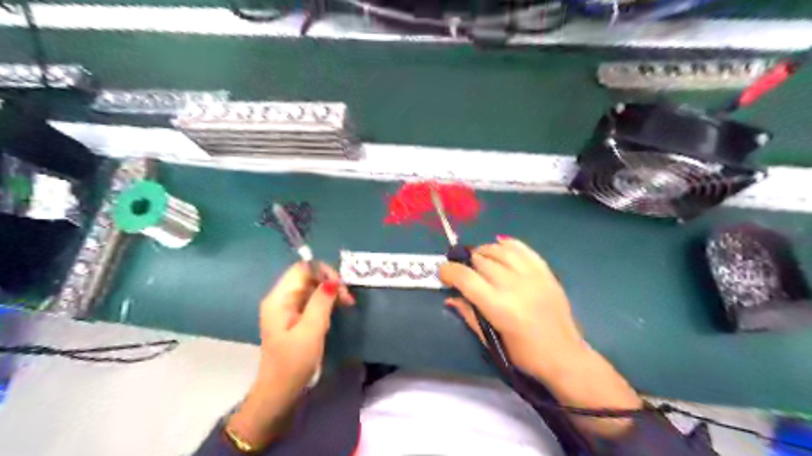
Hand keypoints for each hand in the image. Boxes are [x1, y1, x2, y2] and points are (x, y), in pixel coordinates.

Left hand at [228, 264, 355, 447]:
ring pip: (311, 287)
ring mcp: (286, 307)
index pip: (302, 269)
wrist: (279, 391)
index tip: (341, 286)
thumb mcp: (311, 330)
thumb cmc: (294, 362)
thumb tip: (333, 281)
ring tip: (346, 304)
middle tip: (348, 299)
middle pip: (307, 276)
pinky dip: (325, 301)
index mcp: (279, 299)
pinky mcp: (292, 316)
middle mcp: (280, 298)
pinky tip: (335, 311)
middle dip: (329, 283)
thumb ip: (321, 302)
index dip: (323, 271)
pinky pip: (310, 299)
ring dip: (329, 292)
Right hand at [439, 237, 639, 436]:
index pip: (466, 278)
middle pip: (482, 260)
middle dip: (466, 262)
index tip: (443, 273)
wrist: (565, 357)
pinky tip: (499, 245)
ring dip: (484, 250)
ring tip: (478, 257)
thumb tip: (450, 297)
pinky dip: (508, 244)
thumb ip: (470, 315)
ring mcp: (533, 276)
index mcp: (499, 307)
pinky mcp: (546, 273)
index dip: (449, 271)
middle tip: (462, 270)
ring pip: (501, 250)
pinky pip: (523, 249)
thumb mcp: (492, 341)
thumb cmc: (525, 356)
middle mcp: (515, 286)